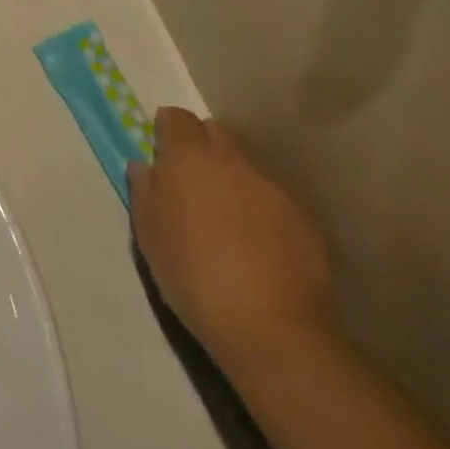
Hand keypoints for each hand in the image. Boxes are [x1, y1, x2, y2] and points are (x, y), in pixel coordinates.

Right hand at [127, 107, 332, 367]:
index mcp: (188, 155)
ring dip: (235, 183)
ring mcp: (273, 188)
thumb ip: (143, 190)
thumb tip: (145, 167)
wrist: (273, 331)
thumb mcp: (148, 234)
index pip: (175, 117)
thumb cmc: (194, 275)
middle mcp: (232, 159)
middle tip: (194, 189)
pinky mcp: (306, 222)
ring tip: (230, 227)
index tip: (163, 158)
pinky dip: (265, 215)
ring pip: (247, 169)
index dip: (168, 133)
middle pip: (215, 134)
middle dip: (203, 150)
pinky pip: (276, 203)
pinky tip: (261, 252)